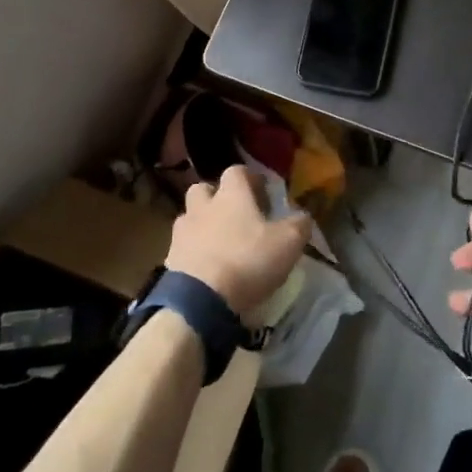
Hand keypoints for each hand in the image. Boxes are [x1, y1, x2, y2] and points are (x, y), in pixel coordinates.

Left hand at [167, 165, 310, 317]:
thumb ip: (299, 225)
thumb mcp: (288, 243)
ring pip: (190, 217)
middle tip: (235, 215)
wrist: (199, 300)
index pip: (237, 171)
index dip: (250, 179)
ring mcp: (182, 232)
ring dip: (202, 224)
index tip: (262, 193)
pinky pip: (182, 247)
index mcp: (231, 195)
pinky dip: (193, 252)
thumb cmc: (248, 261)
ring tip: (219, 244)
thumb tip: (303, 216)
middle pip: (204, 189)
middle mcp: (203, 206)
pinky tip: (207, 268)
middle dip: (217, 197)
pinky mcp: (169, 259)